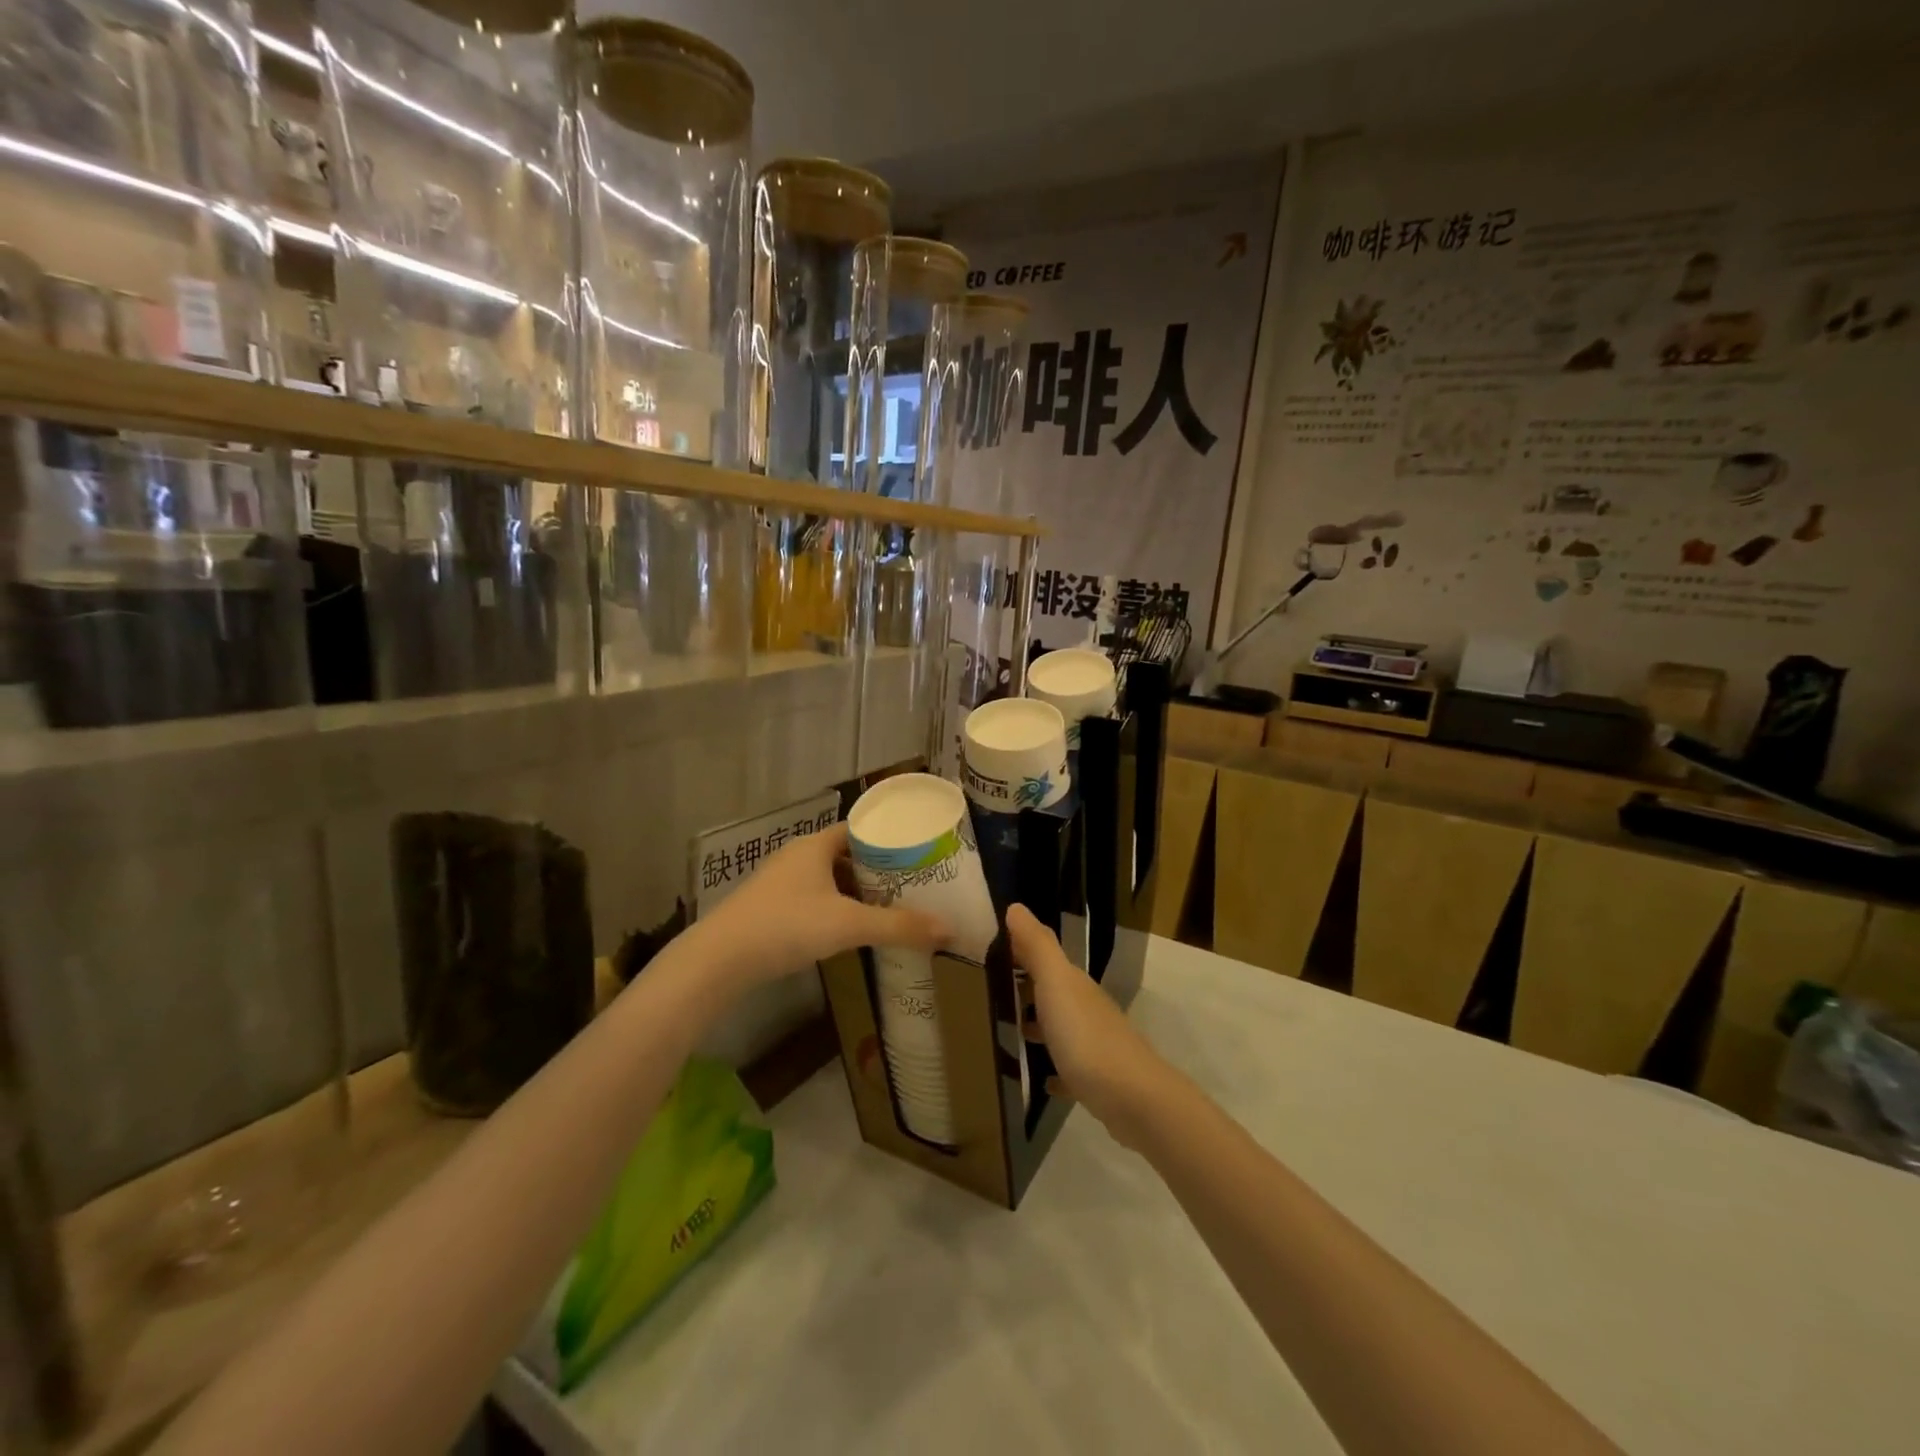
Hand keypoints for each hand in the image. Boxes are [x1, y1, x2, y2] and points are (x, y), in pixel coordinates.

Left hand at [692, 823, 949, 988]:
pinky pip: (813, 899)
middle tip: (911, 882)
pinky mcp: (770, 908)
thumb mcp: (848, 925)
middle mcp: (797, 856)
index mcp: (815, 846)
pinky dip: (835, 908)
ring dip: (855, 890)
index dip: (888, 838)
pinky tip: (849, 929)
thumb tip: (949, 929)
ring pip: (827, 878)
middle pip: (845, 854)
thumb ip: (898, 926)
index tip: (916, 851)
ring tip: (888, 906)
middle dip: (877, 868)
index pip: (859, 829)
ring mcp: (780, 883)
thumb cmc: (786, 926)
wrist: (718, 960)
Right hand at [1007, 904, 1175, 1148]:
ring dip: (1038, 1025)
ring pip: (1060, 1027)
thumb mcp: (1056, 983)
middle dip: (1025, 987)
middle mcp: (1086, 1008)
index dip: (1020, 949)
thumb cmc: (1086, 1036)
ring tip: (1006, 1030)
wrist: (1133, 1098)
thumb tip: (1015, 907)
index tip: (988, 948)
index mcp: (1074, 984)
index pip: (1045, 956)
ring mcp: (1094, 1045)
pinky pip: (1069, 1069)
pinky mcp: (1096, 1080)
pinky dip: (1054, 1069)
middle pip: (1053, 991)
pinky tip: (1040, 1079)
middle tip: (988, 990)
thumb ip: (1037, 946)